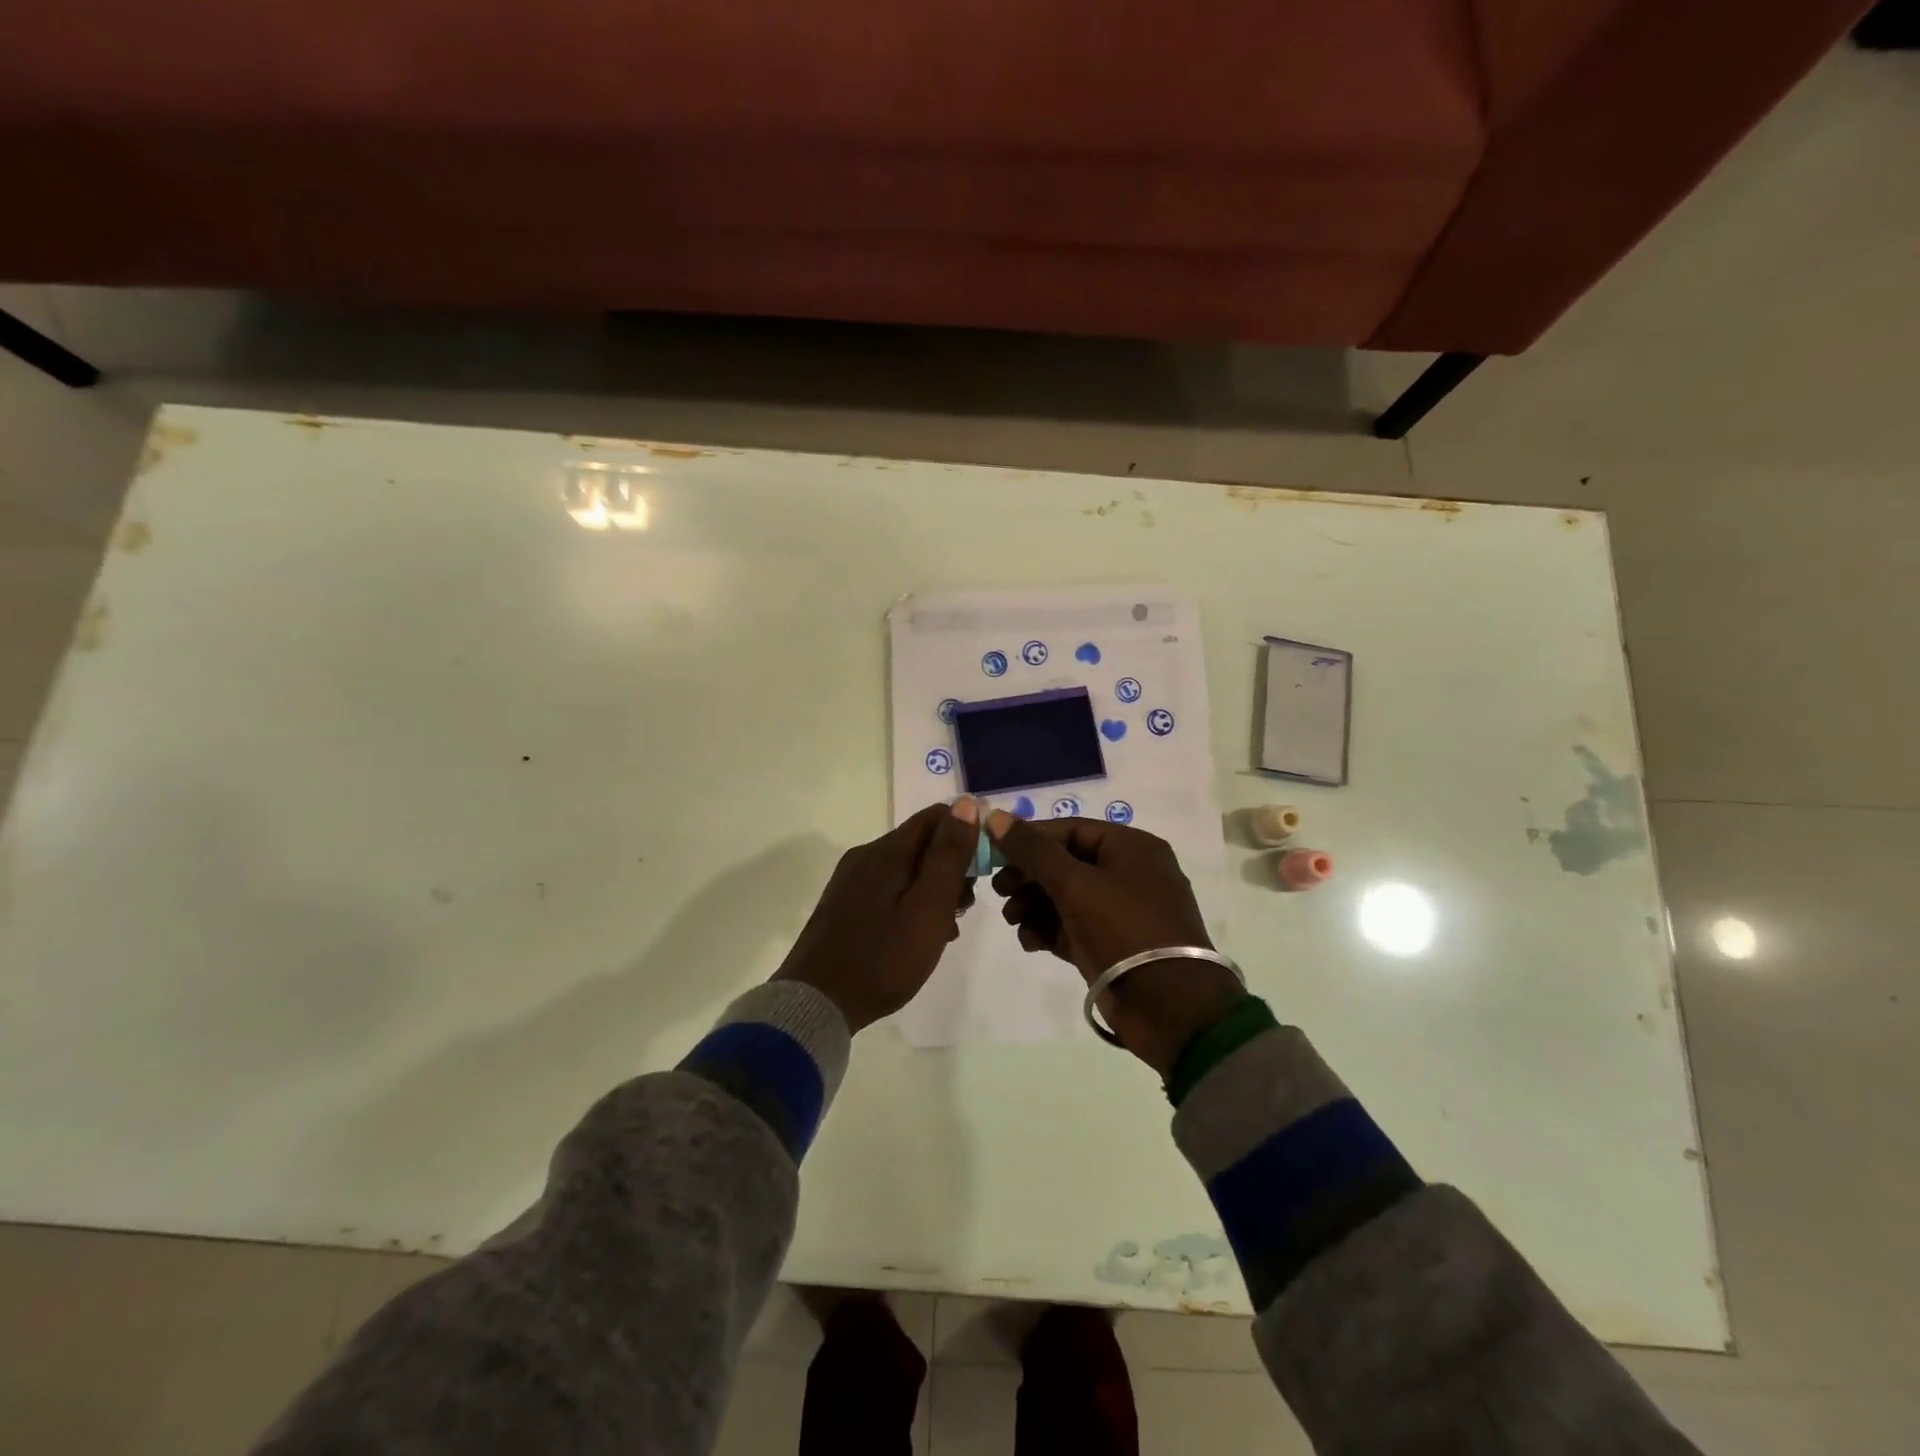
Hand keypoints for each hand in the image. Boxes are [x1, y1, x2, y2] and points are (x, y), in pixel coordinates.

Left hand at [772, 799, 980, 1031]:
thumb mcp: (929, 908)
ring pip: (906, 867)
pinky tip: (918, 935)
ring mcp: (851, 880)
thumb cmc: (883, 957)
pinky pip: (888, 888)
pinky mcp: (844, 903)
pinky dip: (911, 901)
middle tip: (964, 907)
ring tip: (946, 928)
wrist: (817, 1004)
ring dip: (933, 888)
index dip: (967, 833)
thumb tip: (966, 804)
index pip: (936, 816)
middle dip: (951, 866)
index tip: (984, 869)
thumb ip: (949, 855)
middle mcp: (866, 855)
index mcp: (886, 851)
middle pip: (921, 842)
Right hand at [987, 810, 1241, 1073]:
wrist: (1170, 1009)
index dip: (1030, 839)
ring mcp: (1120, 912)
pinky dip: (1048, 930)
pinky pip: (1072, 926)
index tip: (995, 853)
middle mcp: (1129, 874)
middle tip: (999, 890)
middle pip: (1065, 863)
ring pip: (1065, 896)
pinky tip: (1029, 942)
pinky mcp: (1110, 944)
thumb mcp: (1076, 884)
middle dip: (1029, 876)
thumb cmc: (1125, 931)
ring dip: (1033, 904)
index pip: (1070, 830)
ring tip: (1012, 920)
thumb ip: (1033, 850)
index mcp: (1132, 848)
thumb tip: (994, 817)